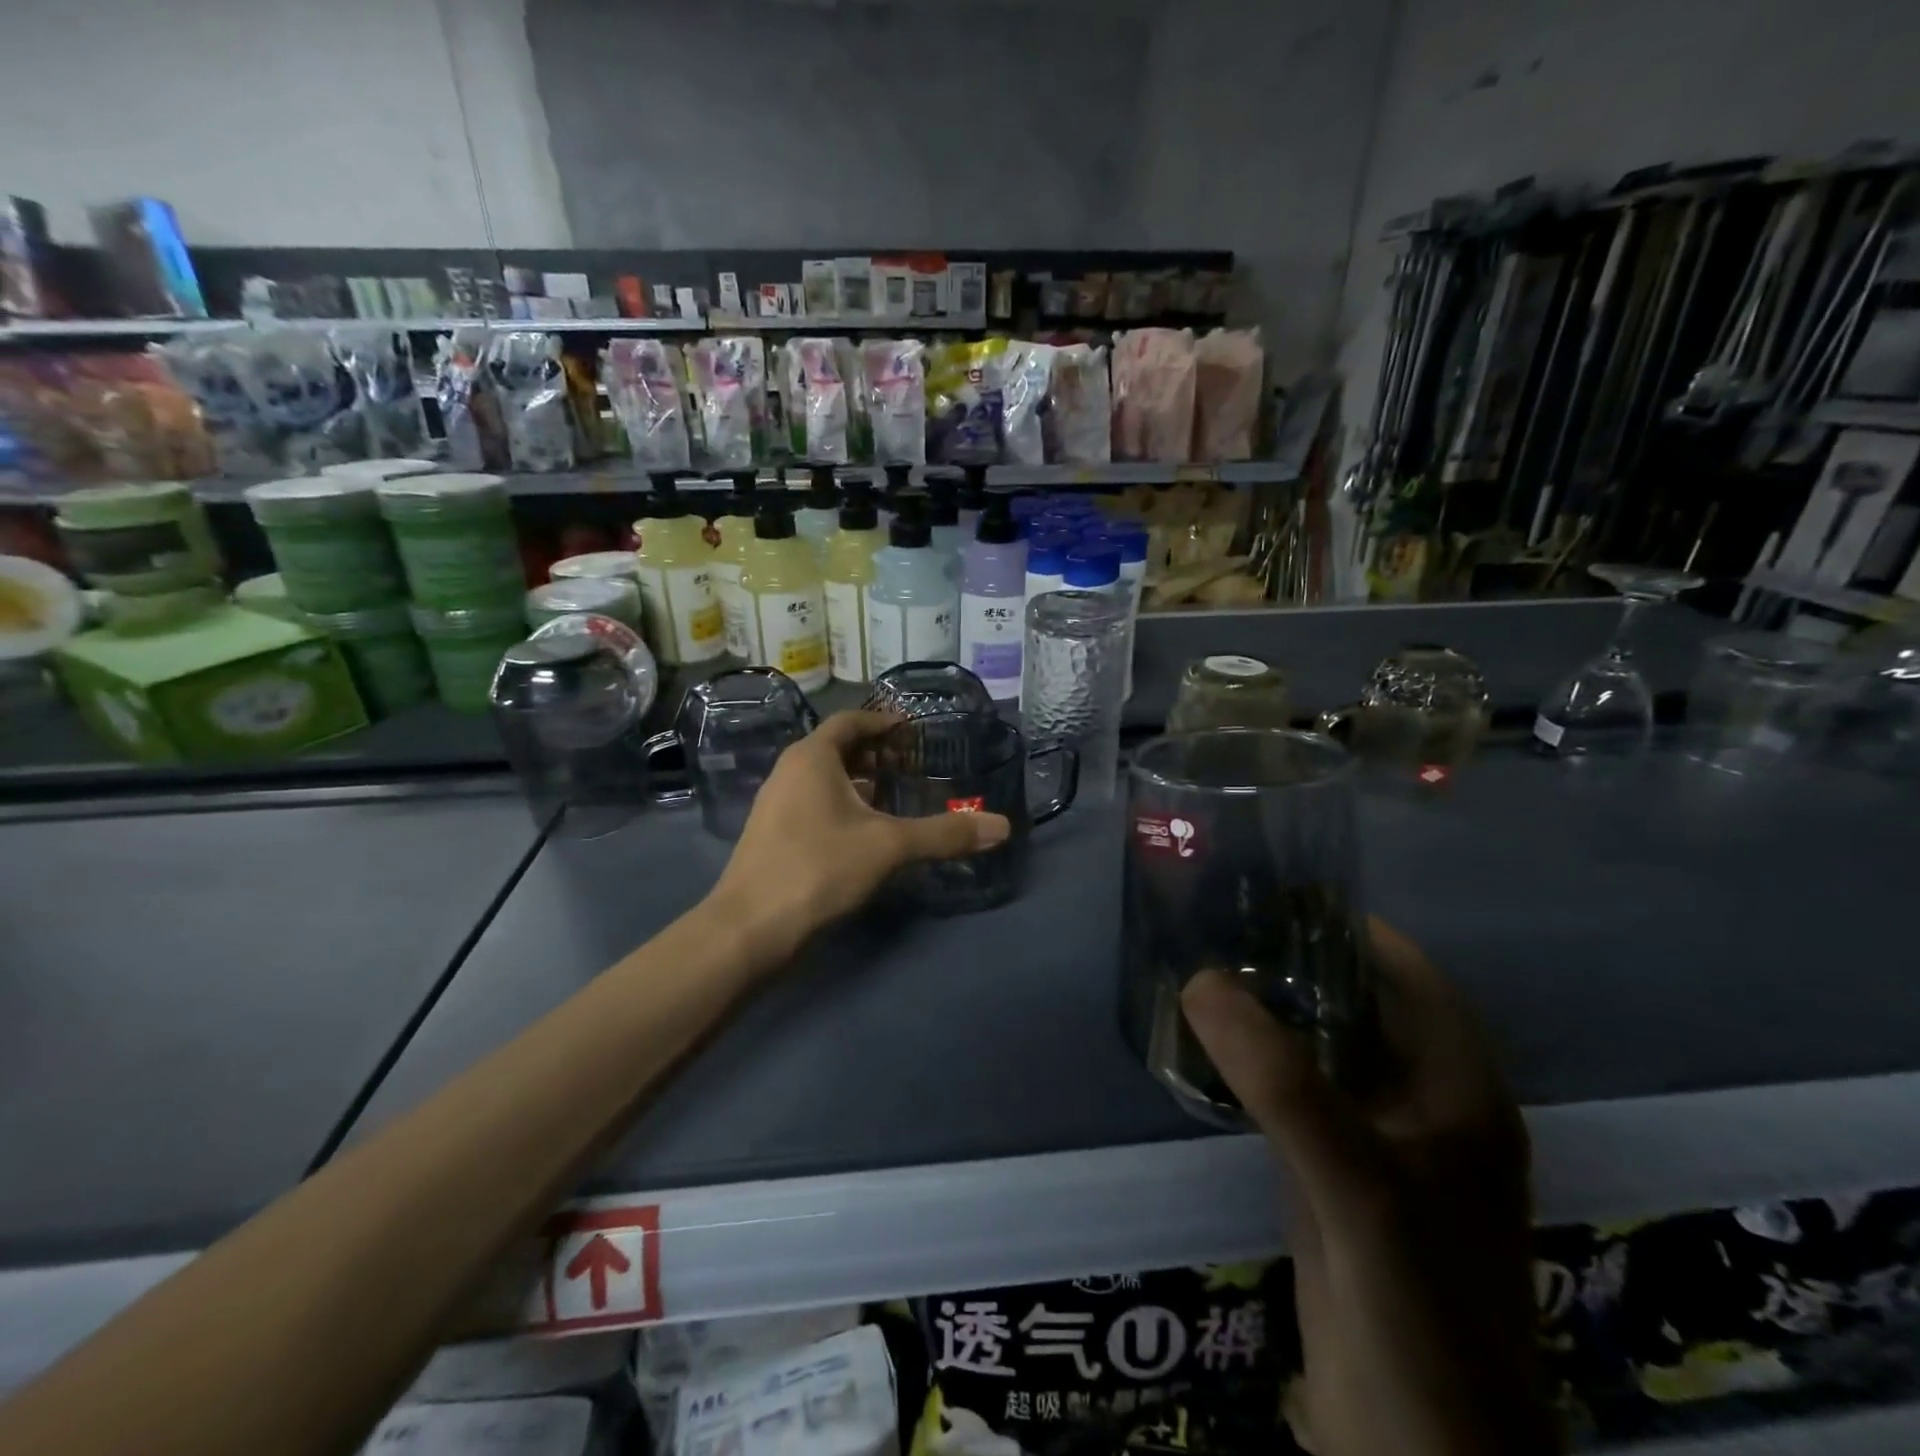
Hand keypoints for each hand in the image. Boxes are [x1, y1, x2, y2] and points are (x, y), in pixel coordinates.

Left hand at [709, 710, 1010, 953]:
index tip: (912, 729)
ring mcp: (776, 804)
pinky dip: (843, 805)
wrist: (748, 929)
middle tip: (911, 764)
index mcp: (811, 758)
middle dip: (874, 753)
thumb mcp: (888, 847)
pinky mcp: (774, 835)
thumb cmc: (818, 869)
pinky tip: (865, 832)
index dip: (883, 721)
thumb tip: (1002, 827)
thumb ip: (944, 834)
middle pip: (836, 748)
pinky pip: (814, 803)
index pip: (850, 721)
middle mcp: (789, 772)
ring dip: (858, 781)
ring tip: (894, 796)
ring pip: (824, 779)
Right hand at [1181, 920, 1550, 1455]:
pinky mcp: (1338, 1183)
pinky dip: (1260, 1064)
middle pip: (1366, 1010)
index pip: (1414, 980)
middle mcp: (1426, 1110)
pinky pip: (1298, 1098)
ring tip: (1212, 967)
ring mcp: (1380, 1149)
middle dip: (1304, 963)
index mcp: (1460, 1095)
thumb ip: (1282, 1083)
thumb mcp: (1357, 1187)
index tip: (1284, 891)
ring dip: (1278, 1013)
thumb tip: (1200, 980)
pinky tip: (1212, 1046)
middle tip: (1229, 923)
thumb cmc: (1417, 1311)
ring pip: (1328, 1053)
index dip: (1357, 929)